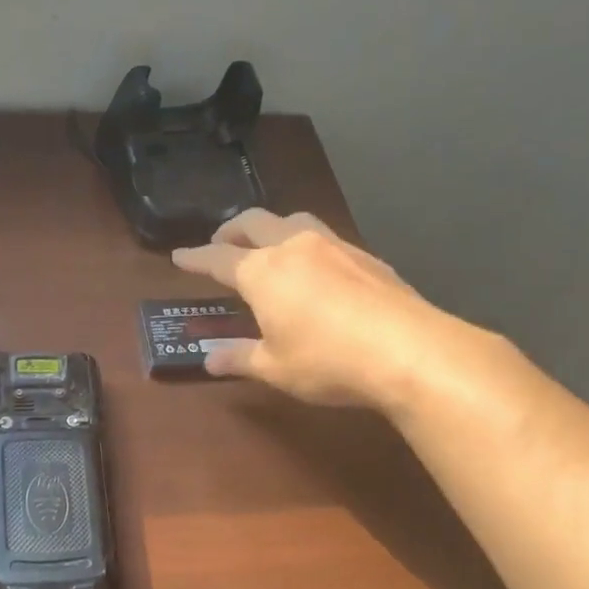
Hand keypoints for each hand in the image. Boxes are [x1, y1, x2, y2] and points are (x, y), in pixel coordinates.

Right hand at [171, 210, 441, 410]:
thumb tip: (210, 360)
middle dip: (231, 230)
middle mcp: (294, 247)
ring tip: (268, 245)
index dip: (195, 257)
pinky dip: (307, 245)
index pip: (218, 258)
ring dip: (272, 228)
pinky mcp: (367, 257)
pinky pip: (325, 238)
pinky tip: (316, 268)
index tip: (179, 256)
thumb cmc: (328, 361)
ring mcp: (334, 246)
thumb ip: (239, 358)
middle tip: (221, 242)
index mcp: (262, 271)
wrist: (410, 351)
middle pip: (254, 223)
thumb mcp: (275, 368)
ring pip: (294, 221)